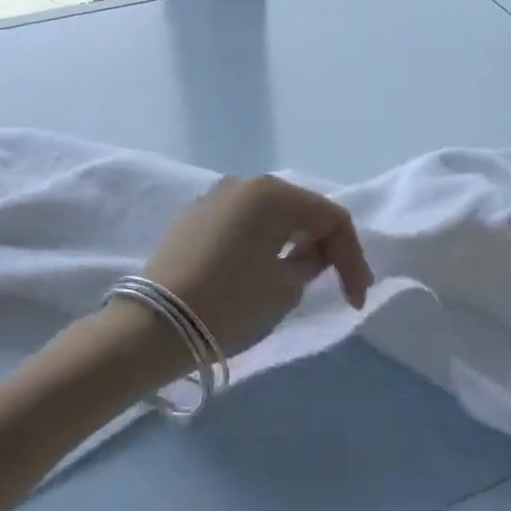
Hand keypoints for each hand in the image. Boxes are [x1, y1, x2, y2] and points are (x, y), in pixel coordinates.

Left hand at [141, 176, 373, 357]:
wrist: (153, 326)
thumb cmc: (230, 303)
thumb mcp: (285, 288)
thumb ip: (312, 262)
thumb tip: (313, 253)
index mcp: (272, 193)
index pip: (331, 218)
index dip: (353, 257)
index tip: (357, 298)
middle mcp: (245, 183)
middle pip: (302, 210)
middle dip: (326, 245)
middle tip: (339, 284)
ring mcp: (216, 197)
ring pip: (272, 214)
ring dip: (295, 241)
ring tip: (305, 274)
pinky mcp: (195, 217)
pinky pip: (245, 222)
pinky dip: (265, 241)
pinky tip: (267, 266)